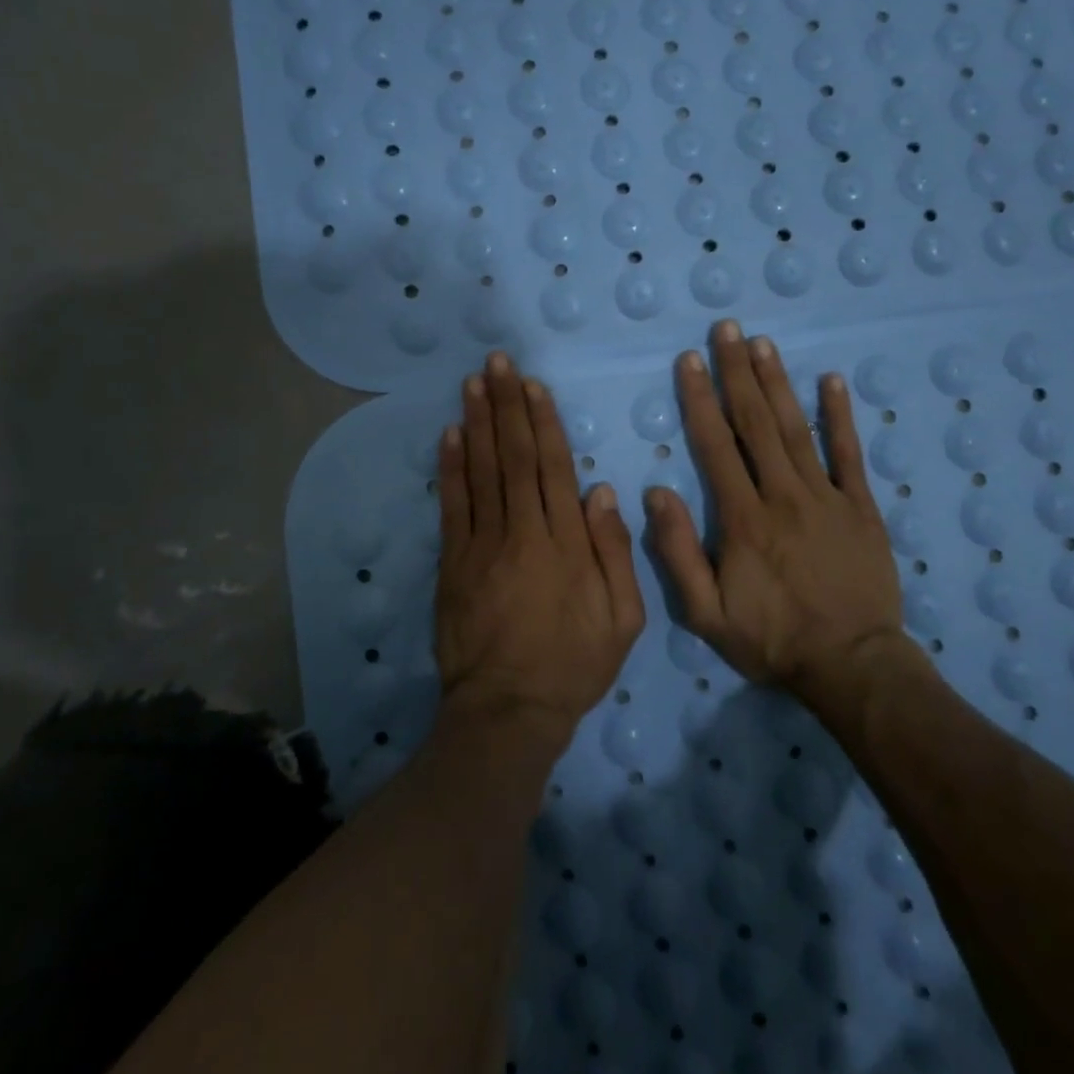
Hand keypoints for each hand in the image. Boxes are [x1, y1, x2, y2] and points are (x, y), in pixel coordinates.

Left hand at [435, 353, 645, 746]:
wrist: (508, 710)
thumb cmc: (573, 665)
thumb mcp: (623, 619)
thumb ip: (615, 553)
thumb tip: (602, 492)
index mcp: (566, 542)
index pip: (552, 467)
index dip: (542, 422)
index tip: (533, 385)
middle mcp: (523, 531)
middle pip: (513, 457)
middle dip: (506, 406)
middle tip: (497, 362)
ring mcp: (483, 545)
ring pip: (481, 471)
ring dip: (477, 423)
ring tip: (474, 383)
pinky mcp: (454, 563)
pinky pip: (453, 506)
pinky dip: (451, 467)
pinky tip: (450, 434)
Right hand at [646, 320, 924, 692]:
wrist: (851, 665)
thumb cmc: (771, 639)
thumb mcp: (705, 615)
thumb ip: (677, 553)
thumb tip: (655, 494)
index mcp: (742, 518)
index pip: (716, 445)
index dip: (700, 399)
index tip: (689, 360)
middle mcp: (783, 495)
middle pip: (756, 423)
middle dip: (737, 372)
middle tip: (726, 329)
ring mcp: (826, 497)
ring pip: (797, 428)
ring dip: (778, 382)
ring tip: (763, 343)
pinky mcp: (860, 507)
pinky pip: (849, 454)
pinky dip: (840, 415)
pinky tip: (831, 381)